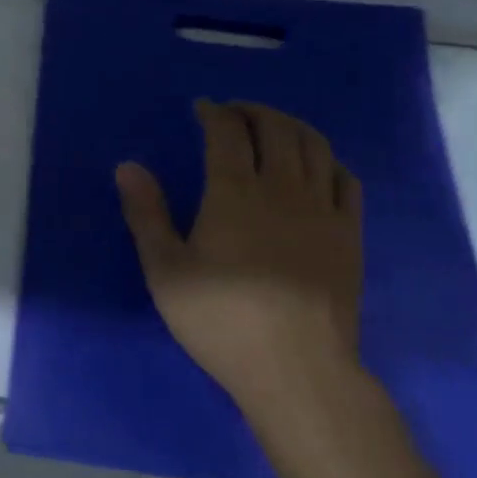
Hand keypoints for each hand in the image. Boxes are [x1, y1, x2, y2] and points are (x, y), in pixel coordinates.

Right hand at [116, 100, 363, 417]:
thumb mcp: (166, 271)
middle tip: (235, 113)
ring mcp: (321, 209)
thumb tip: (127, 166)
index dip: (215, 113)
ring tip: (273, 127)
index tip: (203, 108)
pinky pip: (346, 180)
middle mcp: (281, 188)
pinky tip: (318, 166)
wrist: (297, 369)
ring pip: (314, 145)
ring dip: (291, 125)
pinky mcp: (348, 234)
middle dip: (253, 111)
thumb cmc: (221, 320)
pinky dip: (329, 160)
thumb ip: (146, 214)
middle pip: (275, 128)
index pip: (227, 132)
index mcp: (233, 192)